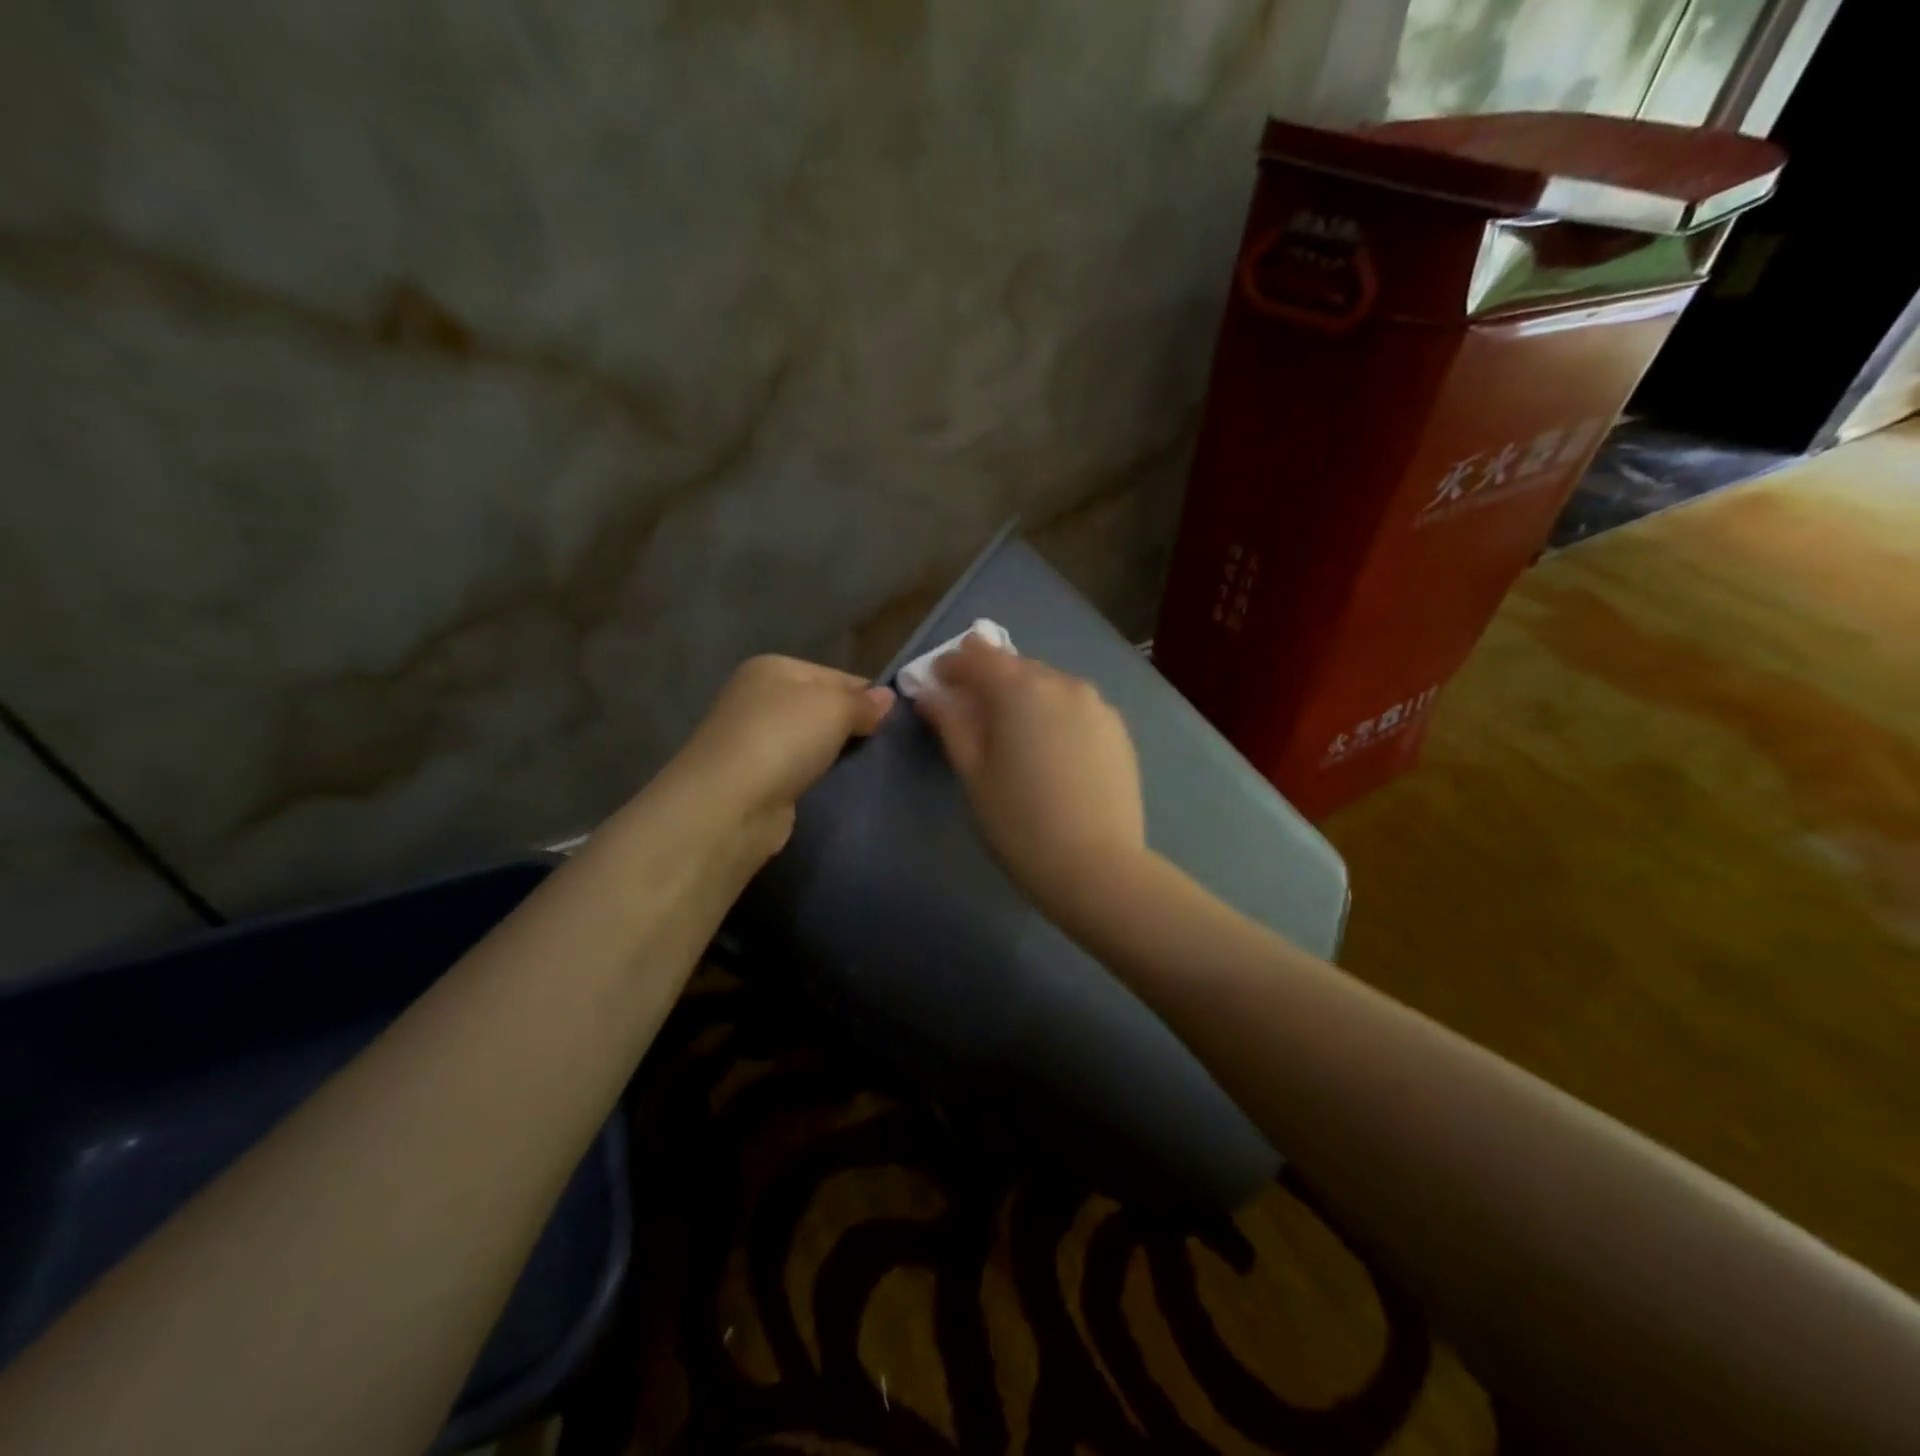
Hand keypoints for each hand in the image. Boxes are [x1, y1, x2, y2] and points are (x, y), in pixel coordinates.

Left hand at [673, 655, 894, 854]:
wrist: (729, 804)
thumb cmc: (783, 739)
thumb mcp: (834, 708)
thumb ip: (863, 703)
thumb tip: (887, 698)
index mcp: (772, 668)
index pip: (834, 675)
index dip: (866, 696)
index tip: (895, 721)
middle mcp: (756, 698)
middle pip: (820, 707)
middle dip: (850, 726)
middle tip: (883, 747)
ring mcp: (751, 739)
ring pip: (809, 741)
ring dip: (833, 754)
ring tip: (866, 769)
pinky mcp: (753, 778)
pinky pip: (797, 770)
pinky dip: (814, 777)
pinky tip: (834, 787)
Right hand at [914, 635, 1146, 916]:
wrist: (1097, 866)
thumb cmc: (1019, 822)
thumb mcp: (973, 773)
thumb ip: (951, 723)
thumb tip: (931, 693)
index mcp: (1020, 688)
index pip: (978, 655)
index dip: (953, 665)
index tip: (938, 685)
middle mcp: (1062, 683)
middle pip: (1016, 667)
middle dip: (989, 682)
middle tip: (972, 715)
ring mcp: (1097, 705)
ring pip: (1050, 686)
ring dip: (1025, 698)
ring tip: (1014, 737)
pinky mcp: (1118, 729)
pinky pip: (1076, 708)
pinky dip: (1055, 716)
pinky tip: (1051, 752)